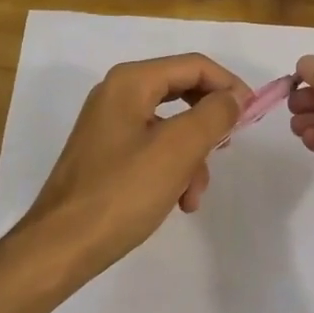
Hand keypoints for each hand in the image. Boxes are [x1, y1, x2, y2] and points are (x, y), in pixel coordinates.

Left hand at [12, 54, 248, 286]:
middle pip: (183, 92)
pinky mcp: (107, 153)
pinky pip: (153, 148)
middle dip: (209, 124)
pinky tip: (178, 201)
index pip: (194, 66)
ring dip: (192, 157)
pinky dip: (172, 169)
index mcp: (131, 82)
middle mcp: (117, 94)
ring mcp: (110, 124)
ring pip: (171, 125)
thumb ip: (213, 115)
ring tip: (194, 195)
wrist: (61, 246)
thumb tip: (233, 98)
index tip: (252, 117)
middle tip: (227, 148)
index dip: (229, 86)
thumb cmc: (122, 192)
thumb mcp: (178, 150)